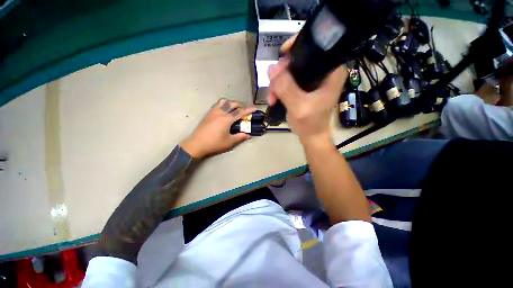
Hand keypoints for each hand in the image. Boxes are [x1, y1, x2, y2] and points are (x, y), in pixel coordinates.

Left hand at [180, 98, 255, 158]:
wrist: (197, 144)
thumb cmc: (214, 143)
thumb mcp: (229, 142)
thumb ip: (240, 137)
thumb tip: (248, 135)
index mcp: (227, 119)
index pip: (240, 112)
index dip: (248, 110)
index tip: (255, 108)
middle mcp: (220, 112)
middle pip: (232, 103)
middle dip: (240, 105)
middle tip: (244, 111)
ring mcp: (213, 112)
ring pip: (224, 101)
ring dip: (231, 103)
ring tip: (234, 110)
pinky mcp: (208, 113)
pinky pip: (218, 104)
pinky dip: (224, 105)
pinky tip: (225, 112)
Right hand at [268, 36, 347, 144]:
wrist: (310, 136)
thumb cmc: (310, 124)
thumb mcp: (298, 106)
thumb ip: (286, 88)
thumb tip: (272, 68)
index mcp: (331, 71)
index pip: (316, 46)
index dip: (297, 46)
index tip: (281, 54)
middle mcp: (323, 71)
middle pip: (298, 59)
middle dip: (282, 73)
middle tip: (273, 87)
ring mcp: (312, 80)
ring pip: (290, 71)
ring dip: (278, 83)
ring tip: (272, 98)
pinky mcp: (304, 87)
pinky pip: (288, 81)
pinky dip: (279, 88)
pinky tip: (275, 98)